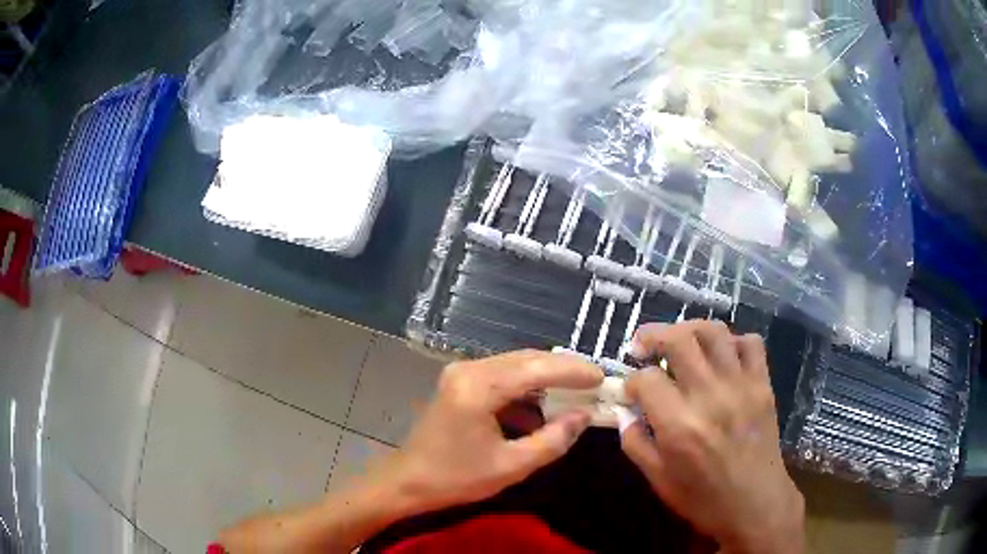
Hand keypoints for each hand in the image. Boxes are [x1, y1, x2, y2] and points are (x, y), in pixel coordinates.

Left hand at [370, 350, 602, 513]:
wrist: (408, 481)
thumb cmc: (456, 478)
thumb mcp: (511, 466)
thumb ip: (553, 440)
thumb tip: (584, 416)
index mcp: (478, 387)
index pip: (536, 368)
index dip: (573, 371)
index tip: (602, 377)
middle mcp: (469, 369)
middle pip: (526, 359)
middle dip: (562, 370)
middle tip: (594, 382)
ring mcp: (462, 373)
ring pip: (515, 366)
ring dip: (545, 379)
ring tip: (575, 393)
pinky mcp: (460, 382)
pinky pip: (501, 377)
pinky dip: (525, 389)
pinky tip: (541, 409)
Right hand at [621, 321, 804, 553]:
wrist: (755, 504)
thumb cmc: (703, 499)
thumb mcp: (658, 480)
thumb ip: (634, 443)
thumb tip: (624, 412)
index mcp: (679, 425)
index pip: (646, 379)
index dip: (631, 380)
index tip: (631, 391)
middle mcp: (710, 396)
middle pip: (679, 339)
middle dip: (652, 336)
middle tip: (642, 346)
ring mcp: (741, 385)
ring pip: (714, 331)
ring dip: (689, 329)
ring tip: (679, 342)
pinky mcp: (763, 384)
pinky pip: (751, 343)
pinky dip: (732, 341)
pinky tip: (721, 357)